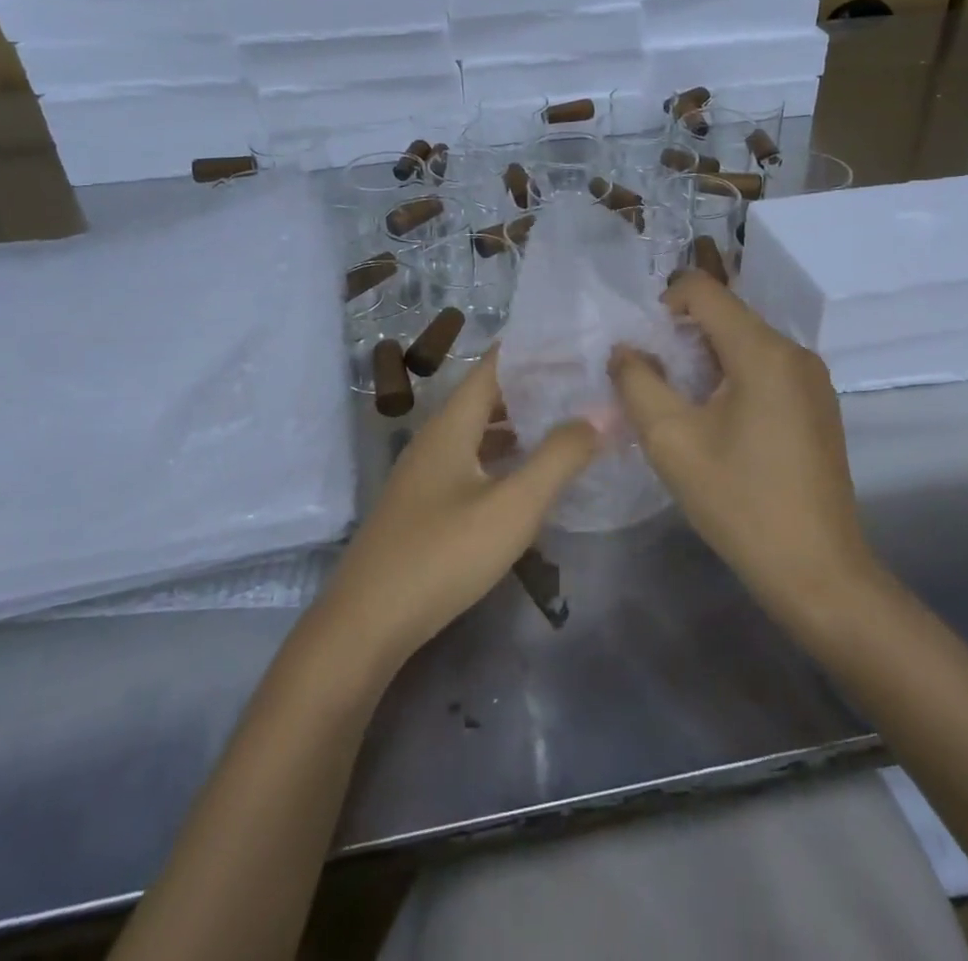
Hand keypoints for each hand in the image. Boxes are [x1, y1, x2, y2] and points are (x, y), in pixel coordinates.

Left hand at [310, 350, 600, 681]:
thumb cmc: (442, 555)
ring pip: (480, 431)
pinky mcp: (426, 504)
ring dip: (520, 423)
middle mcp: (436, 438)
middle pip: (488, 396)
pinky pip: (472, 461)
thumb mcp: (512, 506)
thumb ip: (559, 458)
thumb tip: (601, 413)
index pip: (494, 365)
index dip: (534, 350)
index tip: (578, 343)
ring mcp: (426, 472)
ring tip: (568, 422)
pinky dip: (504, 456)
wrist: (367, 624)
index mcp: (451, 424)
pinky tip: (529, 474)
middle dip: (534, 386)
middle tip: (585, 383)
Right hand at [609, 274, 880, 641]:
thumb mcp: (671, 441)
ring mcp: (812, 379)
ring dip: (706, 360)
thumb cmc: (739, 502)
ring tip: (682, 406)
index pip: (704, 290)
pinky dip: (733, 378)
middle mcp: (794, 352)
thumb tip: (625, 350)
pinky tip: (719, 424)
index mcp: (763, 351)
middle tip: (654, 380)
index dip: (664, 304)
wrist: (817, 571)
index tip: (644, 347)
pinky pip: (766, 369)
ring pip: (745, 343)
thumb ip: (637, 383)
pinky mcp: (818, 405)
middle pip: (726, 315)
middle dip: (682, 337)